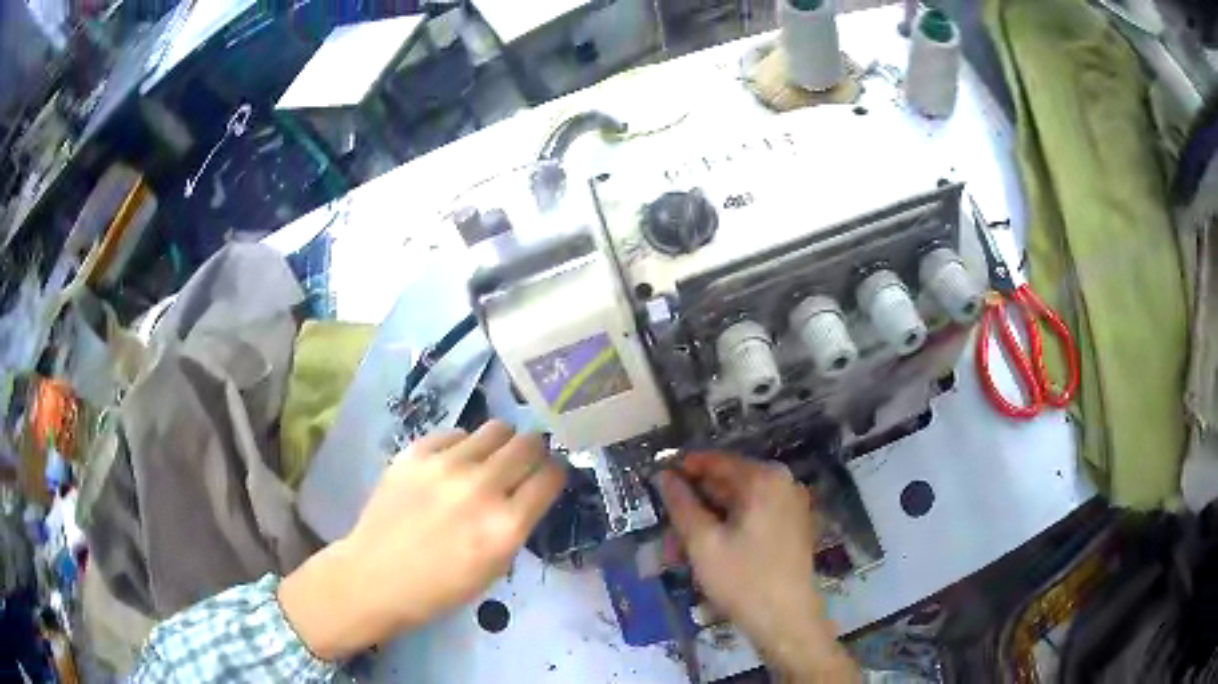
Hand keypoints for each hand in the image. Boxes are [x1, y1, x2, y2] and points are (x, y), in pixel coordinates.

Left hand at [279, 421, 565, 659]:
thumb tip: (532, 488)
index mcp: (505, 525)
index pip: (551, 475)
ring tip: (486, 462)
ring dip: (500, 444)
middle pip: (528, 444)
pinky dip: (462, 447)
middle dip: (533, 451)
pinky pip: (455, 434)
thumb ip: (518, 523)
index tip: (549, 475)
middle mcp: (481, 487)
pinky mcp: (415, 452)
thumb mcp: (496, 567)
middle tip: (523, 463)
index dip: (555, 472)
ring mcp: (445, 465)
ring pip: (495, 429)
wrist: (376, 576)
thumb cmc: (441, 586)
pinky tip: (450, 467)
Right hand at [658, 453, 856, 682]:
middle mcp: (782, 484)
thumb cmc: (743, 579)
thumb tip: (664, 476)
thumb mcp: (703, 542)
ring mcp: (789, 506)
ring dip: (705, 524)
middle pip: (726, 485)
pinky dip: (726, 531)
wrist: (786, 620)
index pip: (716, 461)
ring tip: (678, 554)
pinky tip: (705, 555)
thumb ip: (681, 505)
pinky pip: (751, 519)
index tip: (654, 480)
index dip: (682, 469)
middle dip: (693, 508)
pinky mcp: (791, 527)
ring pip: (736, 506)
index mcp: (764, 479)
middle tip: (664, 531)